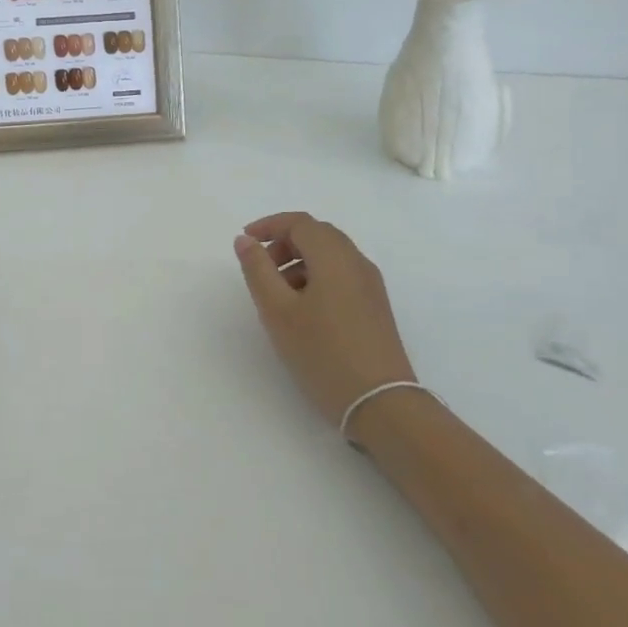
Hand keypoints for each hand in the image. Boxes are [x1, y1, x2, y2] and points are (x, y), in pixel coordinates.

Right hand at [234, 212, 416, 431]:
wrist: (382, 404)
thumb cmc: (323, 353)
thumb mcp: (278, 311)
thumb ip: (258, 270)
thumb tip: (245, 240)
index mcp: (334, 256)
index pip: (299, 222)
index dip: (269, 225)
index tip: (246, 242)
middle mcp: (357, 262)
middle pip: (317, 234)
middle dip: (285, 243)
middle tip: (260, 267)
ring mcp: (371, 285)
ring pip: (331, 255)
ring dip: (300, 261)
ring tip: (278, 294)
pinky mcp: (376, 307)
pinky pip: (342, 275)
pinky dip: (317, 277)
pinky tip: (304, 310)